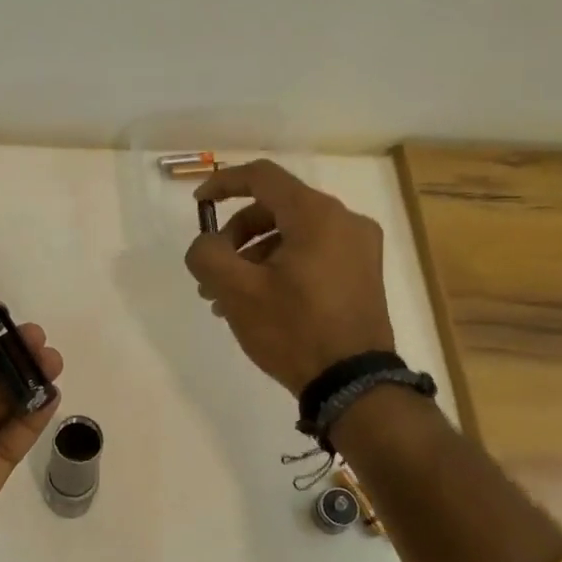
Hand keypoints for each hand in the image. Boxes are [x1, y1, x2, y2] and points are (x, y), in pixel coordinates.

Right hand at [183, 160, 395, 394]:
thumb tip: (206, 244)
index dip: (223, 184)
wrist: (354, 384)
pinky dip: (280, 266)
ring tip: (227, 297)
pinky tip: (258, 303)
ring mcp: (359, 248)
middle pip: (276, 208)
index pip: (262, 177)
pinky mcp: (363, 274)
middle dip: (236, 235)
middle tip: (211, 271)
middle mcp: (344, 220)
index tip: (198, 205)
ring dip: (254, 256)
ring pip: (292, 234)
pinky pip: (312, 254)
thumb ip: (208, 255)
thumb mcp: (237, 292)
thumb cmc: (293, 330)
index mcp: (316, 215)